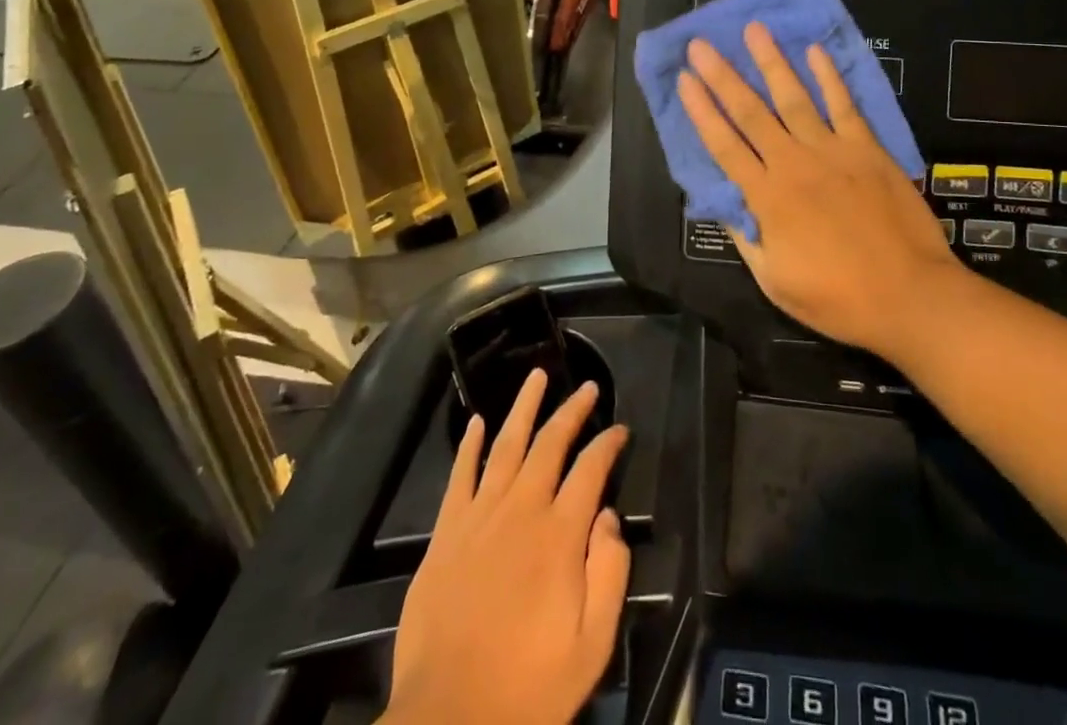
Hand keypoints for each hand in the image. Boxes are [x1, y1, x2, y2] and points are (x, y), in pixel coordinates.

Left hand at [386, 370, 630, 724]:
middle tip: (587, 386)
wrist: (448, 722)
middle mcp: (521, 510)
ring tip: (537, 376)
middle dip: (571, 410)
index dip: (608, 444)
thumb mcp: (592, 645)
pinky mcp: (446, 534)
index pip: (590, 469)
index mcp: (560, 535)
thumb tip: (607, 516)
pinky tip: (476, 422)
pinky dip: (469, 446)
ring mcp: (479, 517)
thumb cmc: (528, 689)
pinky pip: (460, 476)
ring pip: (505, 444)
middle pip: (550, 443)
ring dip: (524, 408)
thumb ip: (609, 573)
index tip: (620, 429)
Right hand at [678, 23, 963, 358]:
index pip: (724, 144)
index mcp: (767, 197)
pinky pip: (845, 105)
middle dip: (723, 76)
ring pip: (794, 97)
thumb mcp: (775, 280)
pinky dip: (829, 77)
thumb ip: (746, 237)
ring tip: (754, 30)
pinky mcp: (868, 149)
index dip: (701, 110)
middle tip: (701, 44)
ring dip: (771, 62)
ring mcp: (833, 151)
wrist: (910, 296)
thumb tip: (723, 202)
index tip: (684, 79)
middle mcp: (794, 163)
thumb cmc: (838, 297)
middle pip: (751, 112)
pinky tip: (815, 51)